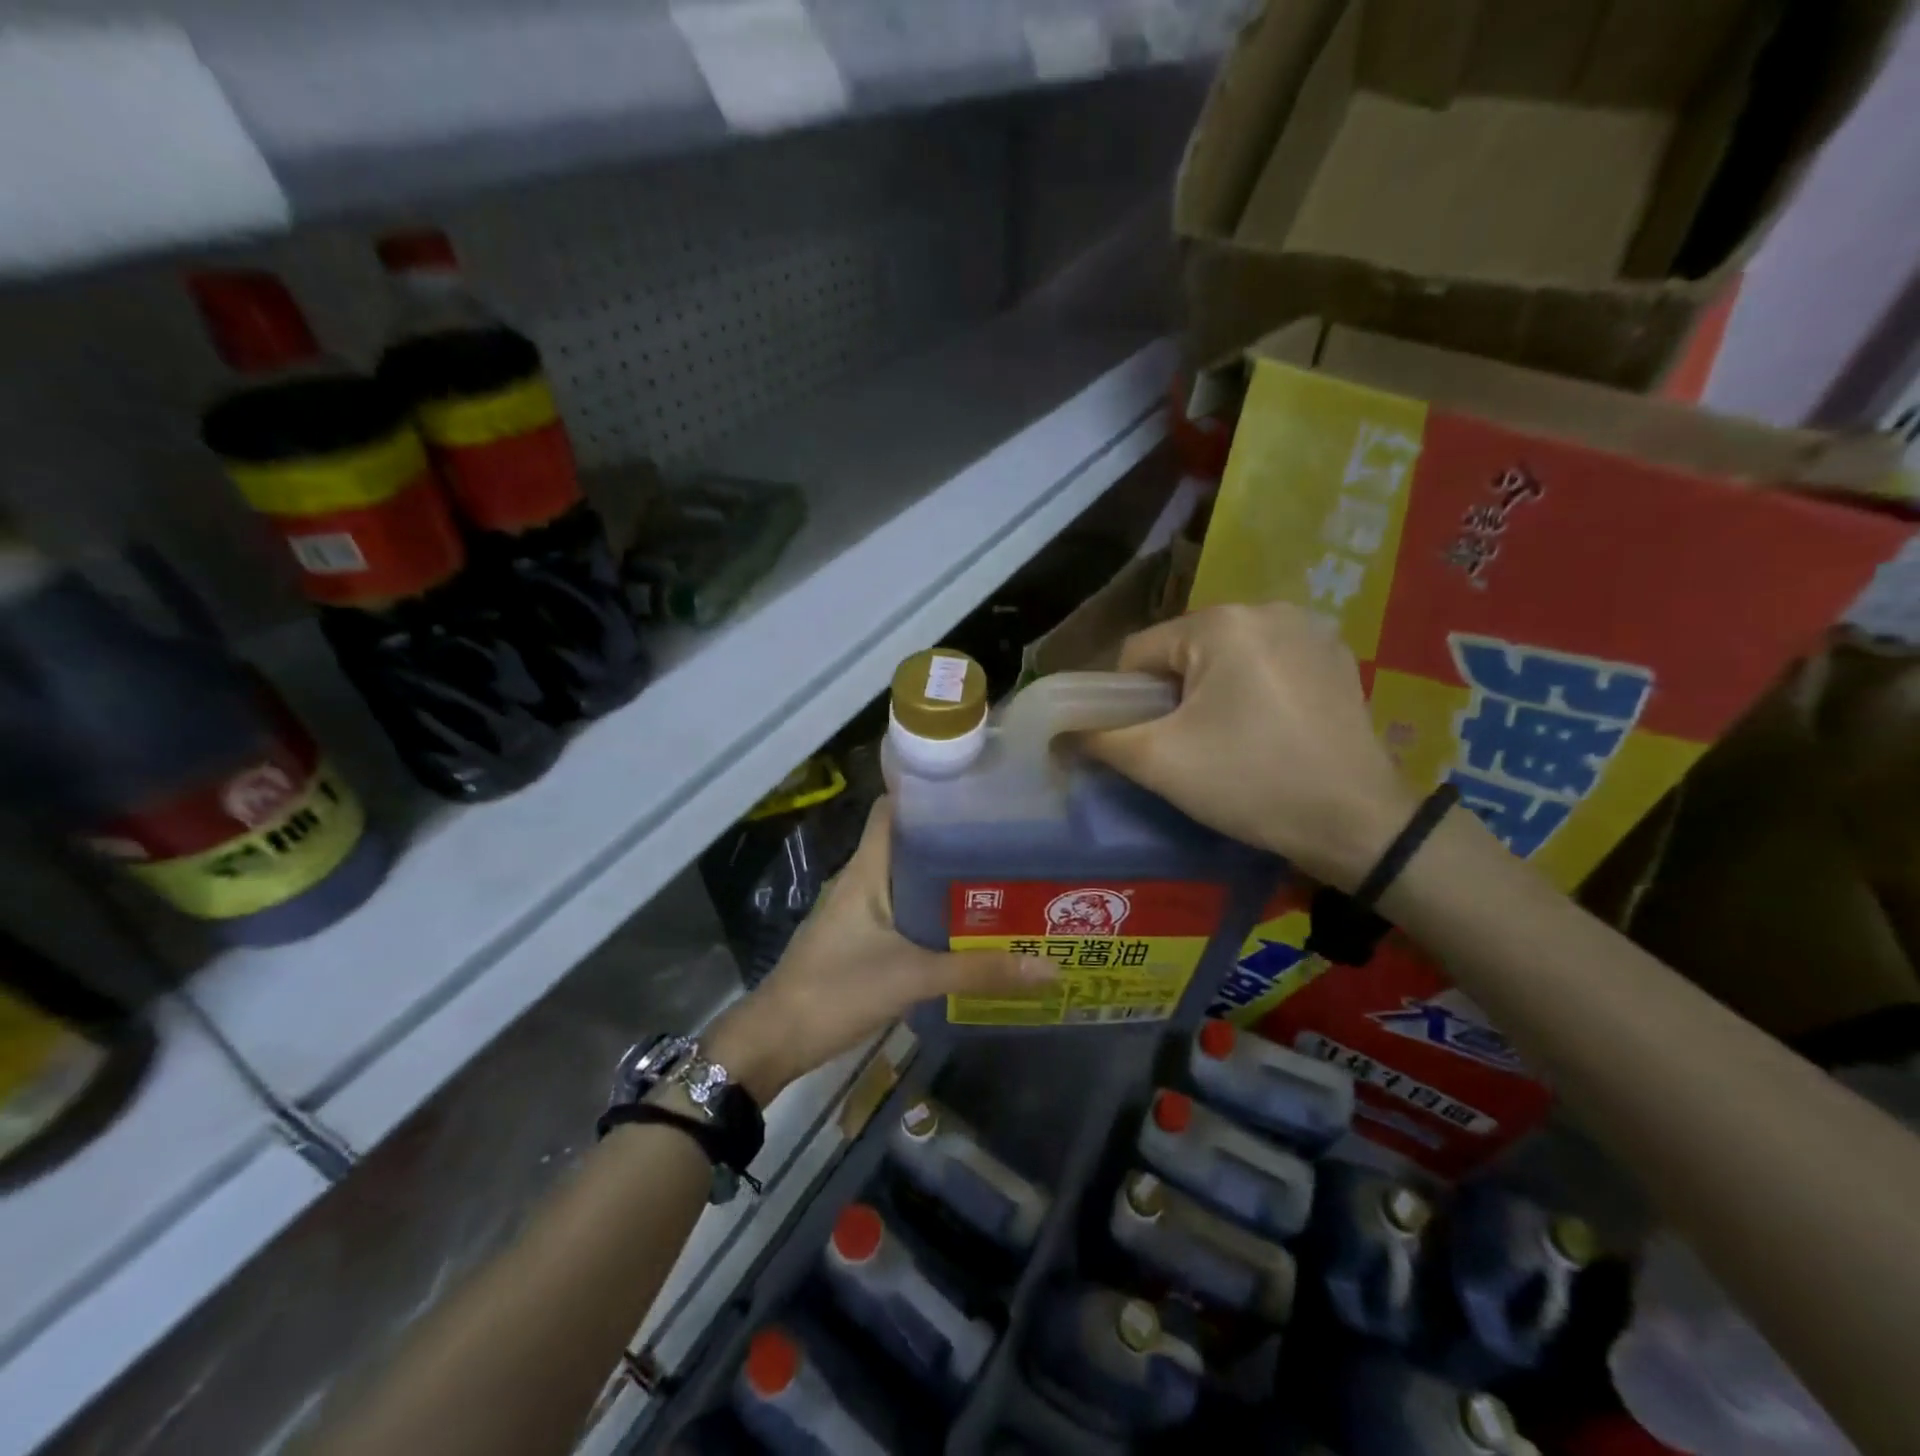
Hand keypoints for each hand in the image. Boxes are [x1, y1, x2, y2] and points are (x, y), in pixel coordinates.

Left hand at [704, 799, 1053, 1101]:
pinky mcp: (864, 939)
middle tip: (1009, 839)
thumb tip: (1048, 965)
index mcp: (867, 868)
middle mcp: (864, 880)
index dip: (928, 793)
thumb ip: (978, 971)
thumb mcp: (912, 977)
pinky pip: (907, 912)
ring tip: (1002, 876)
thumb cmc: (837, 989)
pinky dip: (936, 912)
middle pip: (910, 843)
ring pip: (911, 880)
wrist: (778, 1039)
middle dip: (954, 839)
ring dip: (947, 879)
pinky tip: (971, 925)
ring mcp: (862, 910)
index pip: (893, 809)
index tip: (977, 790)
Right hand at [1080, 603, 1418, 890]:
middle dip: (1173, 695)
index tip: (1143, 742)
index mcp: (1221, 623)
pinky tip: (1268, 730)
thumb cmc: (1249, 782)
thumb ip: (1098, 738)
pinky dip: (1254, 690)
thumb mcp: (1159, 762)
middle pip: (1184, 651)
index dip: (1127, 699)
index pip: (1140, 651)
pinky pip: (1269, 663)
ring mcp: (1311, 629)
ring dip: (1212, 692)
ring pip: (1226, 657)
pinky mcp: (1338, 655)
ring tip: (1228, 742)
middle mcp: (1268, 608)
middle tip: (1186, 747)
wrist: (1357, 823)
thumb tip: (1056, 733)